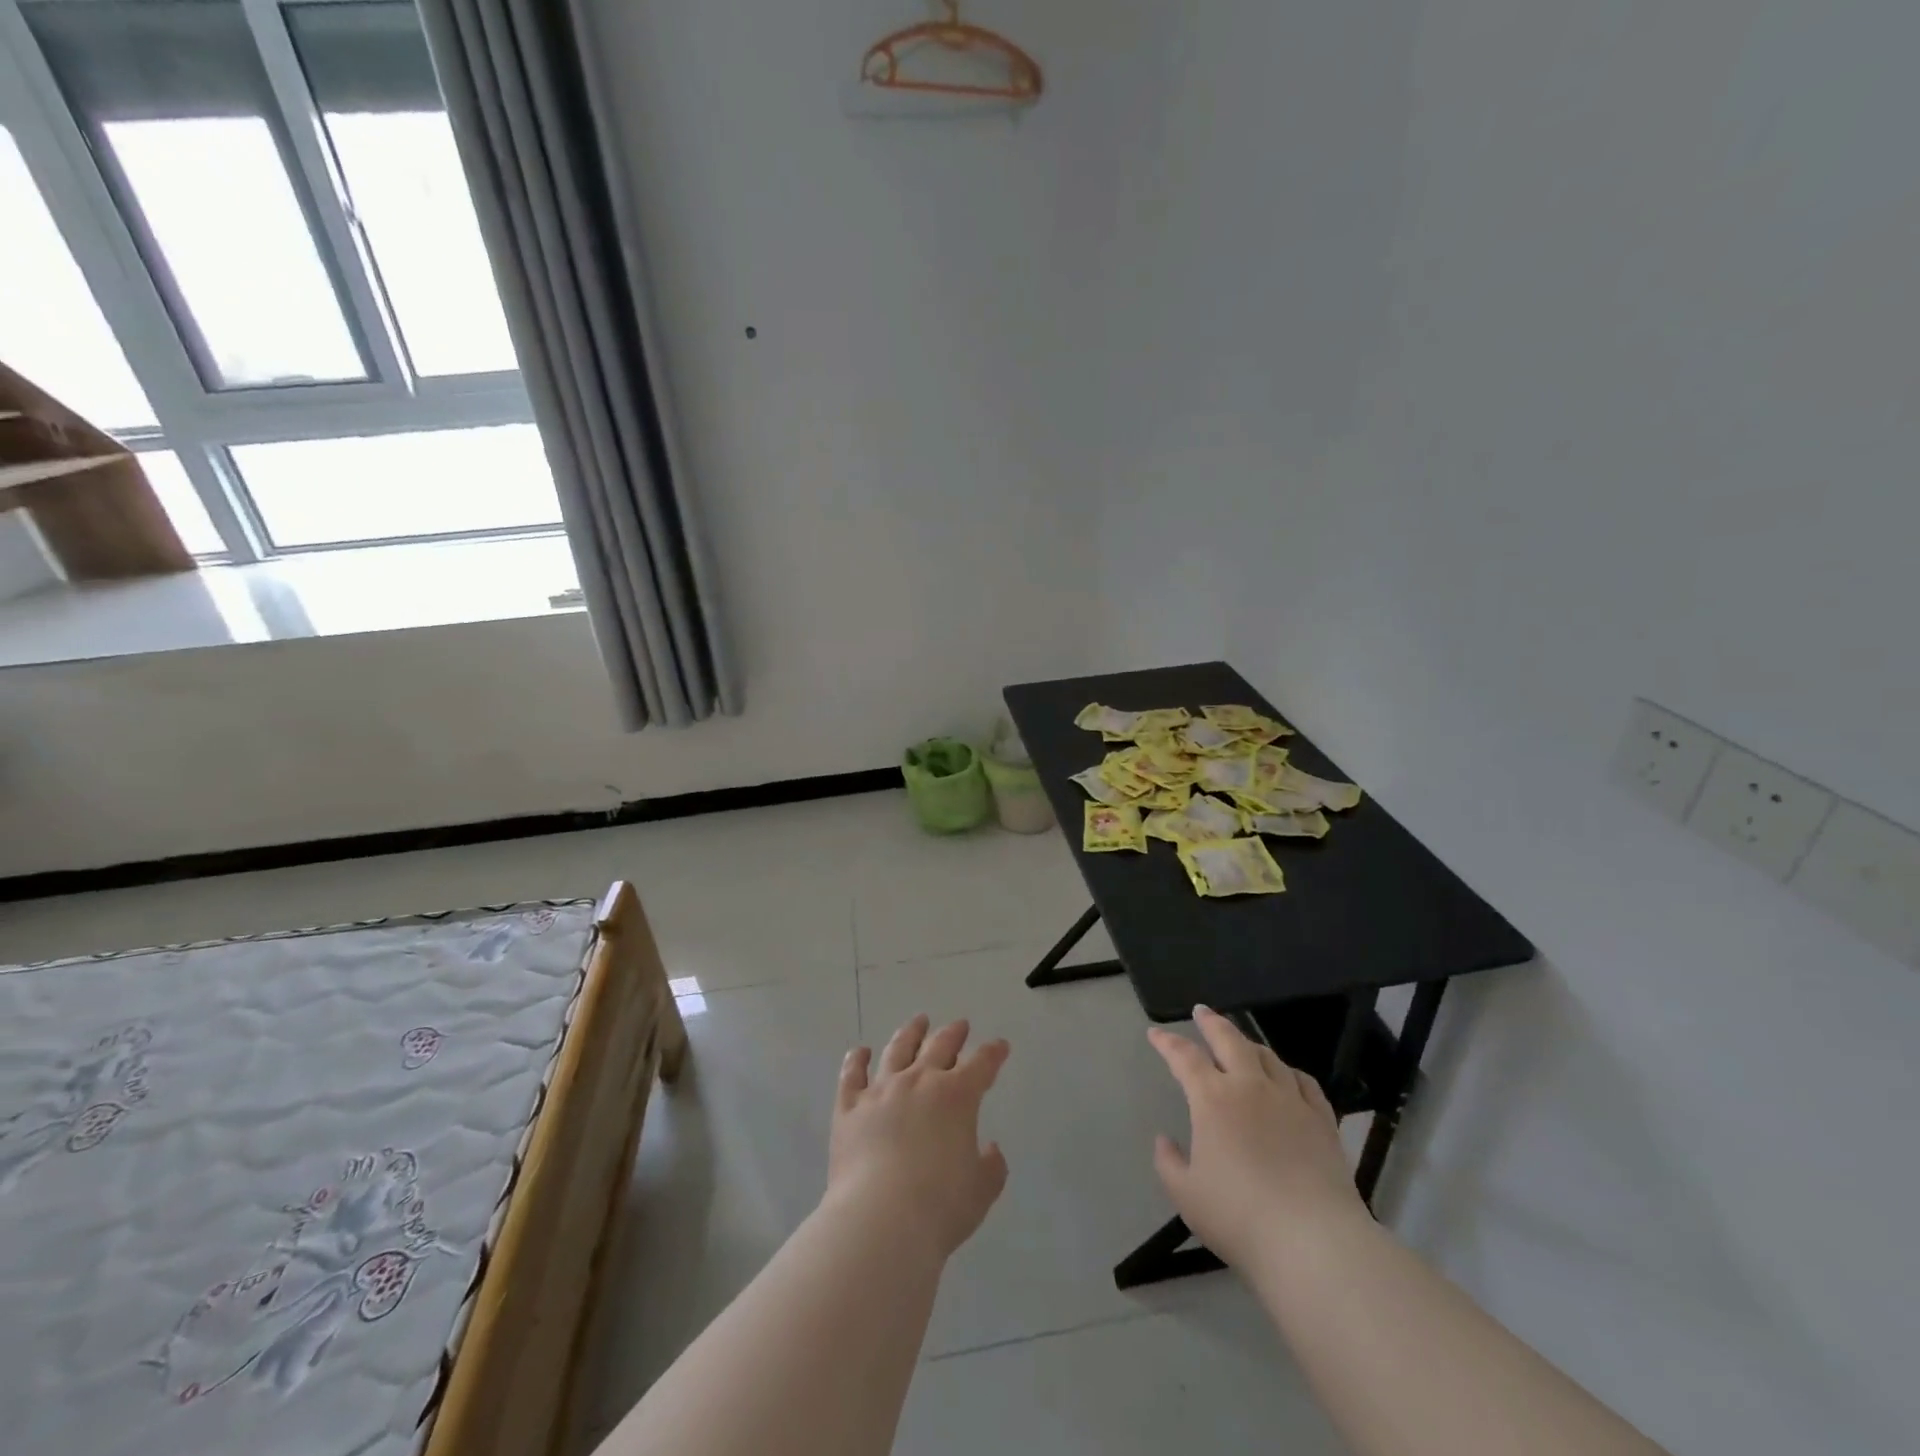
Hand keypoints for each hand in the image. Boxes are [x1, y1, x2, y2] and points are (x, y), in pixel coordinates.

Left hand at [827, 1015, 1010, 1259]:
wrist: (880, 1219)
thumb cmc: (940, 1206)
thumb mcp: (981, 1190)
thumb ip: (992, 1166)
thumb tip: (990, 1149)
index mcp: (957, 1096)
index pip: (982, 1064)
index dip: (994, 1053)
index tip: (1000, 1046)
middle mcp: (919, 1081)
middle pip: (939, 1046)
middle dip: (954, 1034)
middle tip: (960, 1025)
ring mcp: (881, 1090)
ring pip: (897, 1050)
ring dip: (910, 1033)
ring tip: (918, 1022)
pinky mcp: (849, 1107)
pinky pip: (852, 1075)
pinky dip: (856, 1060)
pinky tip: (860, 1052)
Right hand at [1148, 1006, 1367, 1274]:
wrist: (1314, 1243)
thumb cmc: (1239, 1217)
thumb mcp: (1186, 1195)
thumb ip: (1169, 1163)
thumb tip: (1165, 1141)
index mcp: (1212, 1098)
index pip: (1184, 1057)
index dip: (1167, 1042)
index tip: (1155, 1034)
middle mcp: (1250, 1087)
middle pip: (1229, 1039)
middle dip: (1211, 1022)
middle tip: (1201, 1012)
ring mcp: (1290, 1100)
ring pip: (1267, 1056)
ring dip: (1249, 1043)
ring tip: (1241, 1042)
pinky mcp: (1322, 1120)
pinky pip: (1304, 1082)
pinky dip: (1289, 1071)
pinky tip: (1287, 1075)